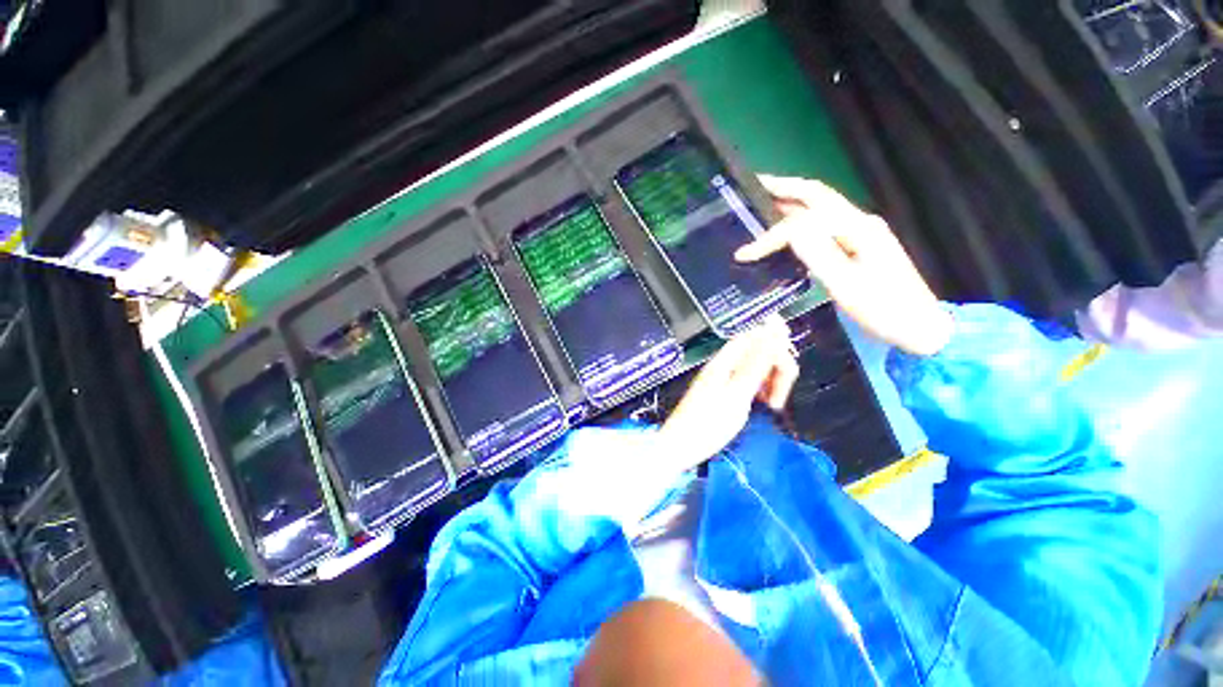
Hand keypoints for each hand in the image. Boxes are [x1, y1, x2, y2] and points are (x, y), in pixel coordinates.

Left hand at [657, 316, 797, 470]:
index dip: (775, 345)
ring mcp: (721, 379)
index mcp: (724, 362)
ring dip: (769, 380)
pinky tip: (761, 403)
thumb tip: (773, 331)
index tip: (789, 370)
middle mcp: (722, 366)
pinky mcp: (722, 392)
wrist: (680, 447)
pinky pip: (747, 382)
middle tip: (778, 397)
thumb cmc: (708, 424)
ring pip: (754, 368)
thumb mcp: (738, 394)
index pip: (753, 337)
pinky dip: (759, 389)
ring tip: (772, 404)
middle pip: (756, 352)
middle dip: (775, 368)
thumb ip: (757, 363)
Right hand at [734, 175, 953, 356]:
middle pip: (817, 195)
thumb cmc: (883, 310)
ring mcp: (860, 232)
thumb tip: (790, 232)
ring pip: (819, 207)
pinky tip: (786, 225)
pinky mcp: (857, 244)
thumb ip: (818, 255)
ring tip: (763, 200)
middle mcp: (858, 222)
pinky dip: (799, 218)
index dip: (770, 236)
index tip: (744, 255)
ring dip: (791, 199)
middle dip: (784, 187)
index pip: (804, 222)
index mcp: (857, 230)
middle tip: (754, 186)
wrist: (919, 326)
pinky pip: (823, 223)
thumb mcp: (847, 286)